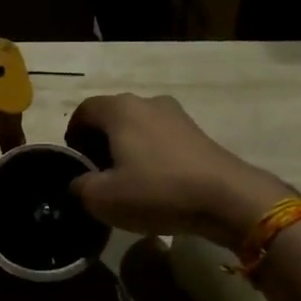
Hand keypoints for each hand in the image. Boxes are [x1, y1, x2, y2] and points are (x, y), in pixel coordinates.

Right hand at [66, 94, 292, 249]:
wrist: (227, 198)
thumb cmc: (157, 191)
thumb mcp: (102, 198)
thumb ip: (79, 187)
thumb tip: (78, 182)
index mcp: (120, 109)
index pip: (84, 111)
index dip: (73, 135)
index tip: (75, 163)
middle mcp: (147, 102)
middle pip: (112, 117)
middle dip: (99, 142)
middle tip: (96, 174)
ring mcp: (177, 115)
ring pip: (138, 127)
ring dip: (125, 149)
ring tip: (125, 182)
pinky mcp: (197, 133)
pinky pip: (161, 139)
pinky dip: (150, 155)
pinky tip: (154, 184)